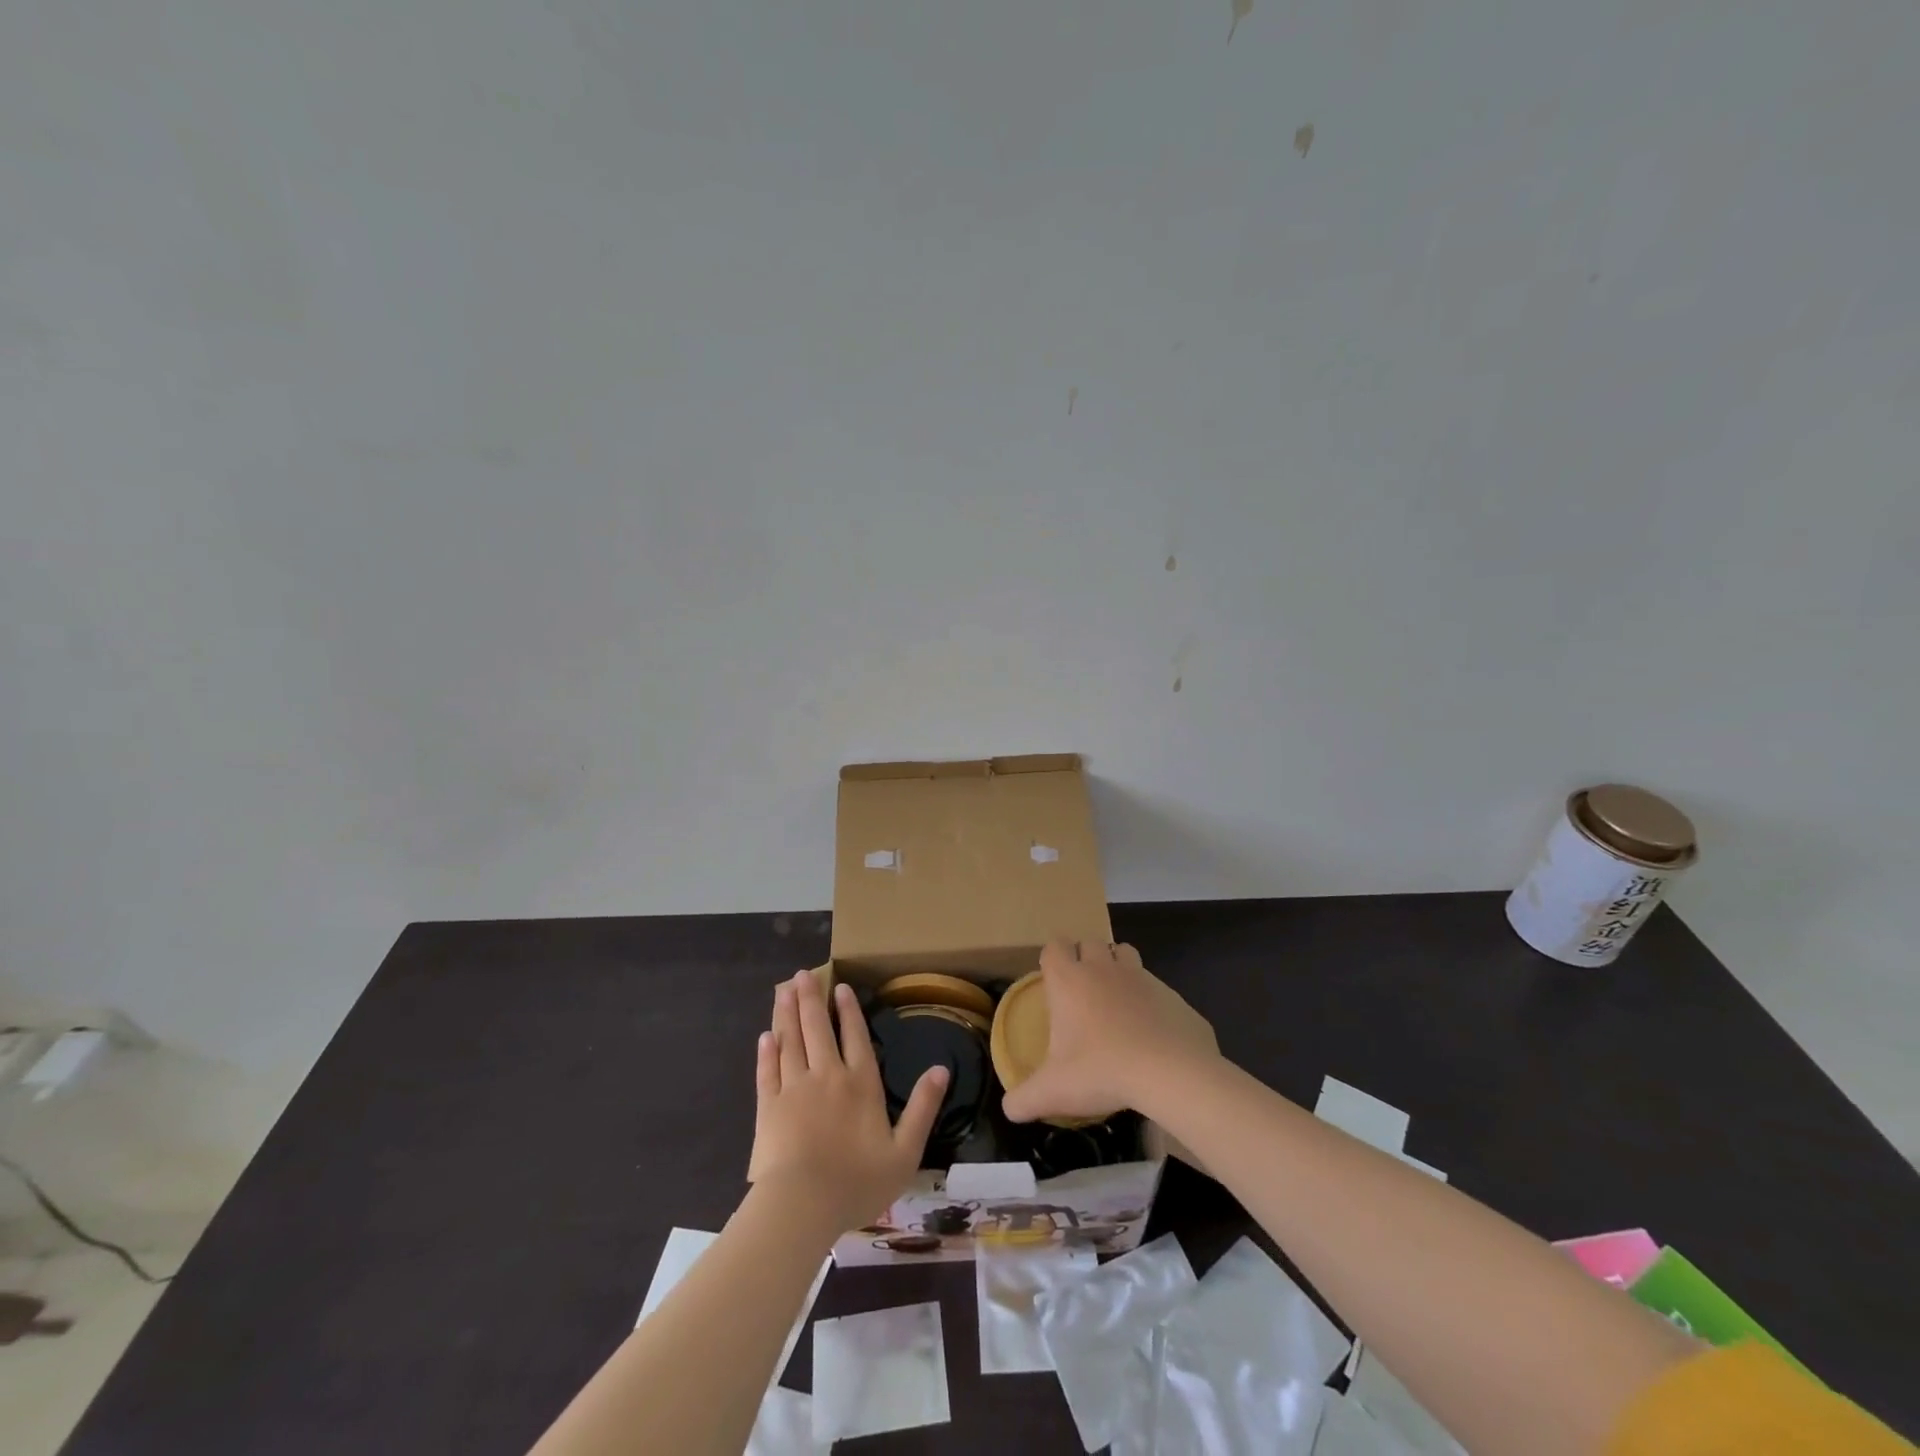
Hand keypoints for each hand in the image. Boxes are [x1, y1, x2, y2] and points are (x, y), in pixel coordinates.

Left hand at [748, 970, 947, 1234]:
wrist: (802, 1205)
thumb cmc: (858, 1182)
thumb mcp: (905, 1151)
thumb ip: (923, 1108)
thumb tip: (942, 1069)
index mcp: (861, 1084)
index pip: (855, 1037)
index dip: (849, 1010)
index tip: (840, 987)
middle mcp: (827, 1075)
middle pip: (818, 1028)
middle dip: (811, 998)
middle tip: (803, 973)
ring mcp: (795, 1088)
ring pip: (791, 1041)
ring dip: (787, 1013)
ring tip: (783, 989)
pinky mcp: (769, 1107)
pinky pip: (768, 1070)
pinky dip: (767, 1051)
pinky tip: (765, 1036)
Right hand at [1000, 940, 1219, 1123]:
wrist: (1171, 1072)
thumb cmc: (1102, 1071)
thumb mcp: (1054, 1092)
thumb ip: (1024, 1099)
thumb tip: (1009, 1110)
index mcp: (1070, 981)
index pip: (1054, 946)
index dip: (1052, 959)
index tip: (1053, 981)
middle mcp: (1103, 968)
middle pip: (1090, 942)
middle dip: (1085, 957)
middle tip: (1083, 991)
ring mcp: (1141, 977)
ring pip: (1125, 952)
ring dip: (1118, 966)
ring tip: (1117, 999)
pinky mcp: (1172, 994)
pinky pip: (1156, 986)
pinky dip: (1150, 998)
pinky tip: (1152, 1029)